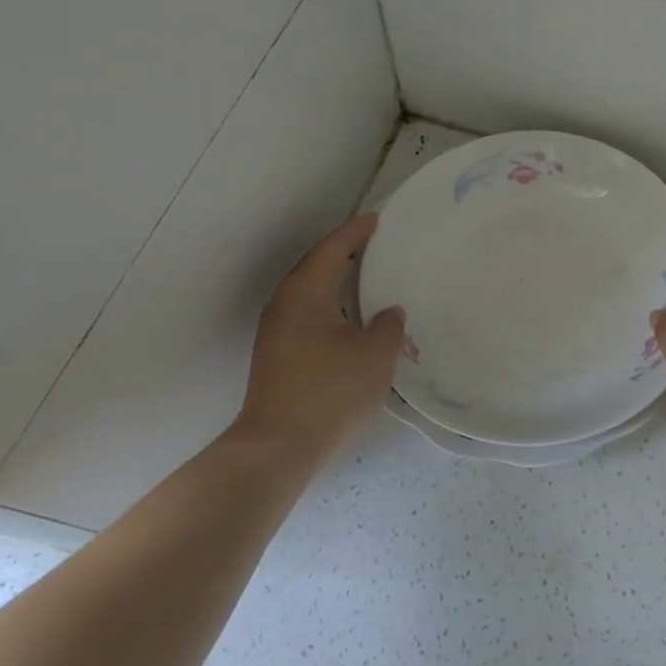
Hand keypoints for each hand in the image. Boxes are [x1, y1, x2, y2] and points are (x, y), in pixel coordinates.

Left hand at [230, 213, 404, 453]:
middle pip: (317, 265)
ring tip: (368, 278)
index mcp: (307, 292)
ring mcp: (276, 329)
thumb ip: (389, 324)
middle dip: (346, 252)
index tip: (379, 219)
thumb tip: (388, 312)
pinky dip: (330, 304)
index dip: (358, 232)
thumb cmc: (330, 391)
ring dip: (337, 280)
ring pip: (311, 291)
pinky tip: (350, 319)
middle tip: (377, 245)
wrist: (278, 446)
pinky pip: (307, 312)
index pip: (334, 248)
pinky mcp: (276, 353)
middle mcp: (285, 303)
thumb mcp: (375, 354)